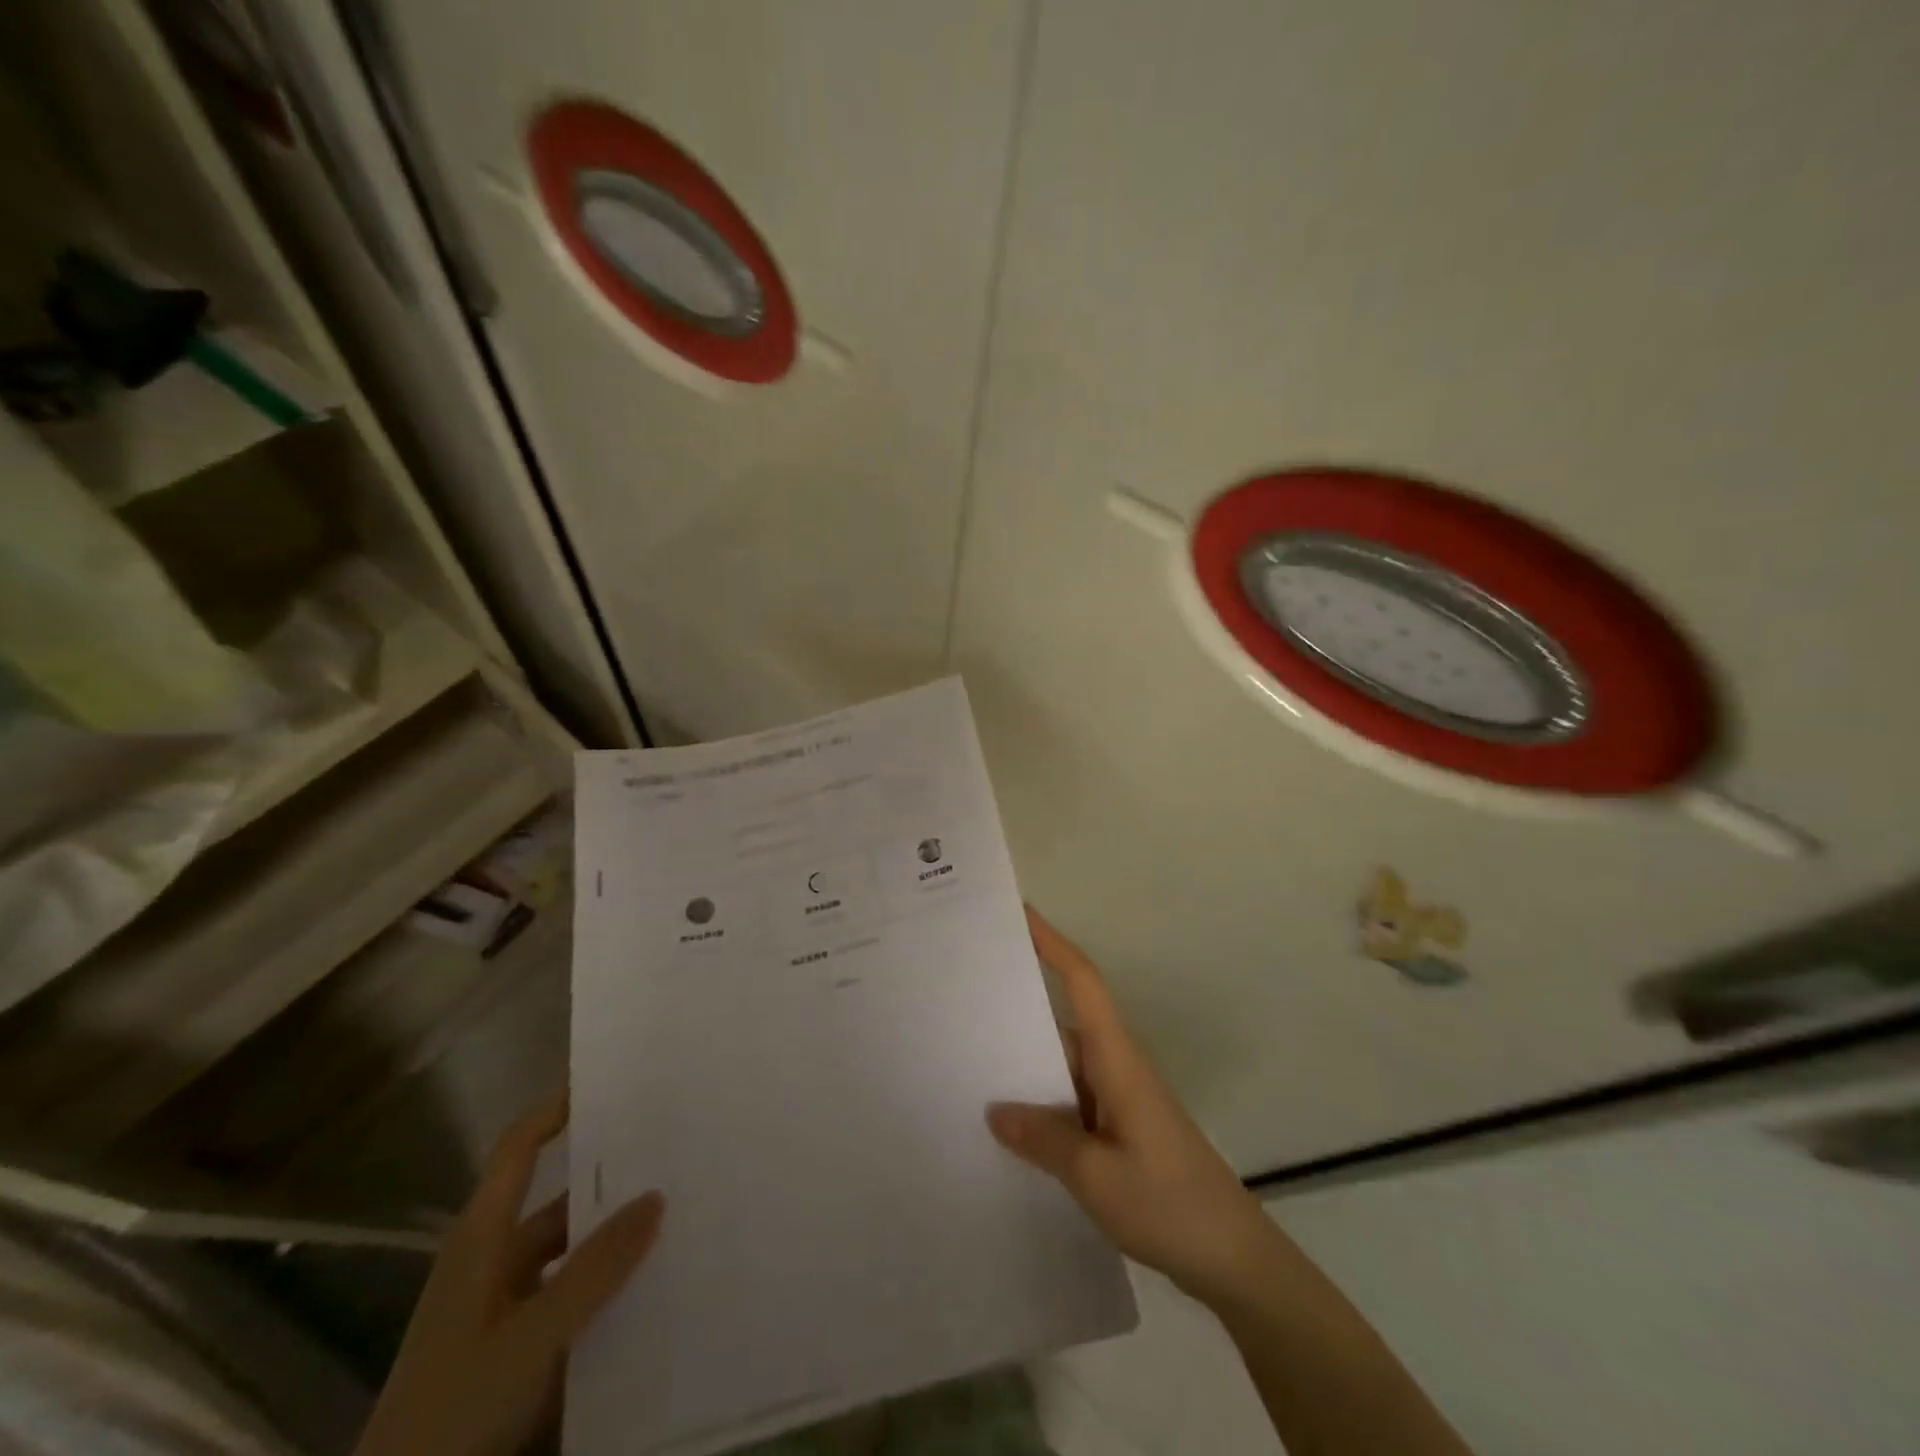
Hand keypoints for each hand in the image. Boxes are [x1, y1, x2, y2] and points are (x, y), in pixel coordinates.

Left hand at [356, 1097, 665, 1455]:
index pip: (518, 1150)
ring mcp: (504, 1309)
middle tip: (672, 1148)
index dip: (555, 1108)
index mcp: (481, 1240)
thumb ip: (595, 1267)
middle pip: (557, 1201)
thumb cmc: (454, 1408)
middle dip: (611, 1177)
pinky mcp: (517, 1350)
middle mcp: (493, 1263)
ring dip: (615, 1237)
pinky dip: (608, 1284)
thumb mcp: (531, 1336)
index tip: (607, 1078)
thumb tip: (657, 1194)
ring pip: (572, 1253)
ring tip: (679, 1211)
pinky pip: (573, 1298)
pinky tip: (653, 1283)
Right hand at [987, 908, 1277, 1306]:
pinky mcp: (1118, 1128)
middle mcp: (1116, 1067)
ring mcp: (1118, 1098)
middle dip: (1019, 1006)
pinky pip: (1070, 1100)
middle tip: (964, 998)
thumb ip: (1043, 1139)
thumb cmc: (1168, 1203)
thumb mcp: (1096, 1176)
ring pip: (1063, 1065)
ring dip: (1025, 1065)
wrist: (1233, 1259)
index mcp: (1117, 1059)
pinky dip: (1040, 1104)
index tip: (1022, 913)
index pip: (1083, 982)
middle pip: (1063, 1021)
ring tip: (967, 1066)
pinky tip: (1007, 1129)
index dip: (1053, 943)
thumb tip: (995, 1110)